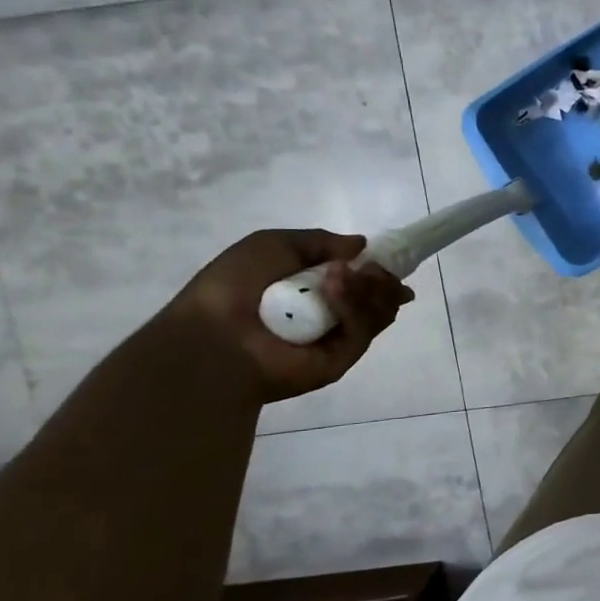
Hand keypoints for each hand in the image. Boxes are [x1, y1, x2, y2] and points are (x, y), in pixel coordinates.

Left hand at [164, 229, 413, 402]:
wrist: (214, 337)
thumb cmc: (234, 286)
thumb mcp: (272, 244)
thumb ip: (320, 241)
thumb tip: (362, 245)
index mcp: (311, 289)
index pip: (359, 279)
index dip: (376, 268)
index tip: (386, 259)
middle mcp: (329, 314)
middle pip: (376, 295)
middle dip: (380, 278)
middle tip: (373, 269)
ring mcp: (338, 338)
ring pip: (377, 311)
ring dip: (368, 288)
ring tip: (344, 277)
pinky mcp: (343, 359)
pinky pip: (362, 330)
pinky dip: (354, 308)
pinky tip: (334, 292)